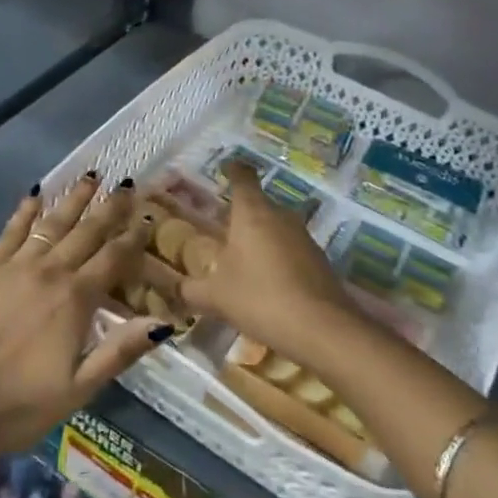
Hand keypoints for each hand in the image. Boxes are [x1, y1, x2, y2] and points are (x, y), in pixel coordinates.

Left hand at [0, 174, 170, 456]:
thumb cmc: (23, 404)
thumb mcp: (80, 388)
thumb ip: (121, 350)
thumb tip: (164, 322)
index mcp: (76, 299)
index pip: (114, 257)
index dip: (133, 235)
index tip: (147, 215)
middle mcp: (50, 271)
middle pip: (86, 231)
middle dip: (109, 207)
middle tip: (125, 183)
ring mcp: (15, 266)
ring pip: (51, 222)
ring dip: (73, 198)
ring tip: (90, 176)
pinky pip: (11, 231)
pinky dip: (25, 211)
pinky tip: (35, 194)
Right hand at [176, 162, 359, 358]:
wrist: (322, 329)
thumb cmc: (260, 298)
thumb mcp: (216, 297)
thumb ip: (191, 290)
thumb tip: (174, 290)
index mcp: (252, 212)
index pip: (243, 177)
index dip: (233, 169)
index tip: (225, 168)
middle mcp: (280, 216)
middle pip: (260, 203)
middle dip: (243, 213)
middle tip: (223, 228)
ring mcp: (304, 237)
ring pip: (277, 227)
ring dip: (262, 238)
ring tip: (243, 259)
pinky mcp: (320, 261)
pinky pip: (292, 250)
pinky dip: (279, 259)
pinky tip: (268, 283)